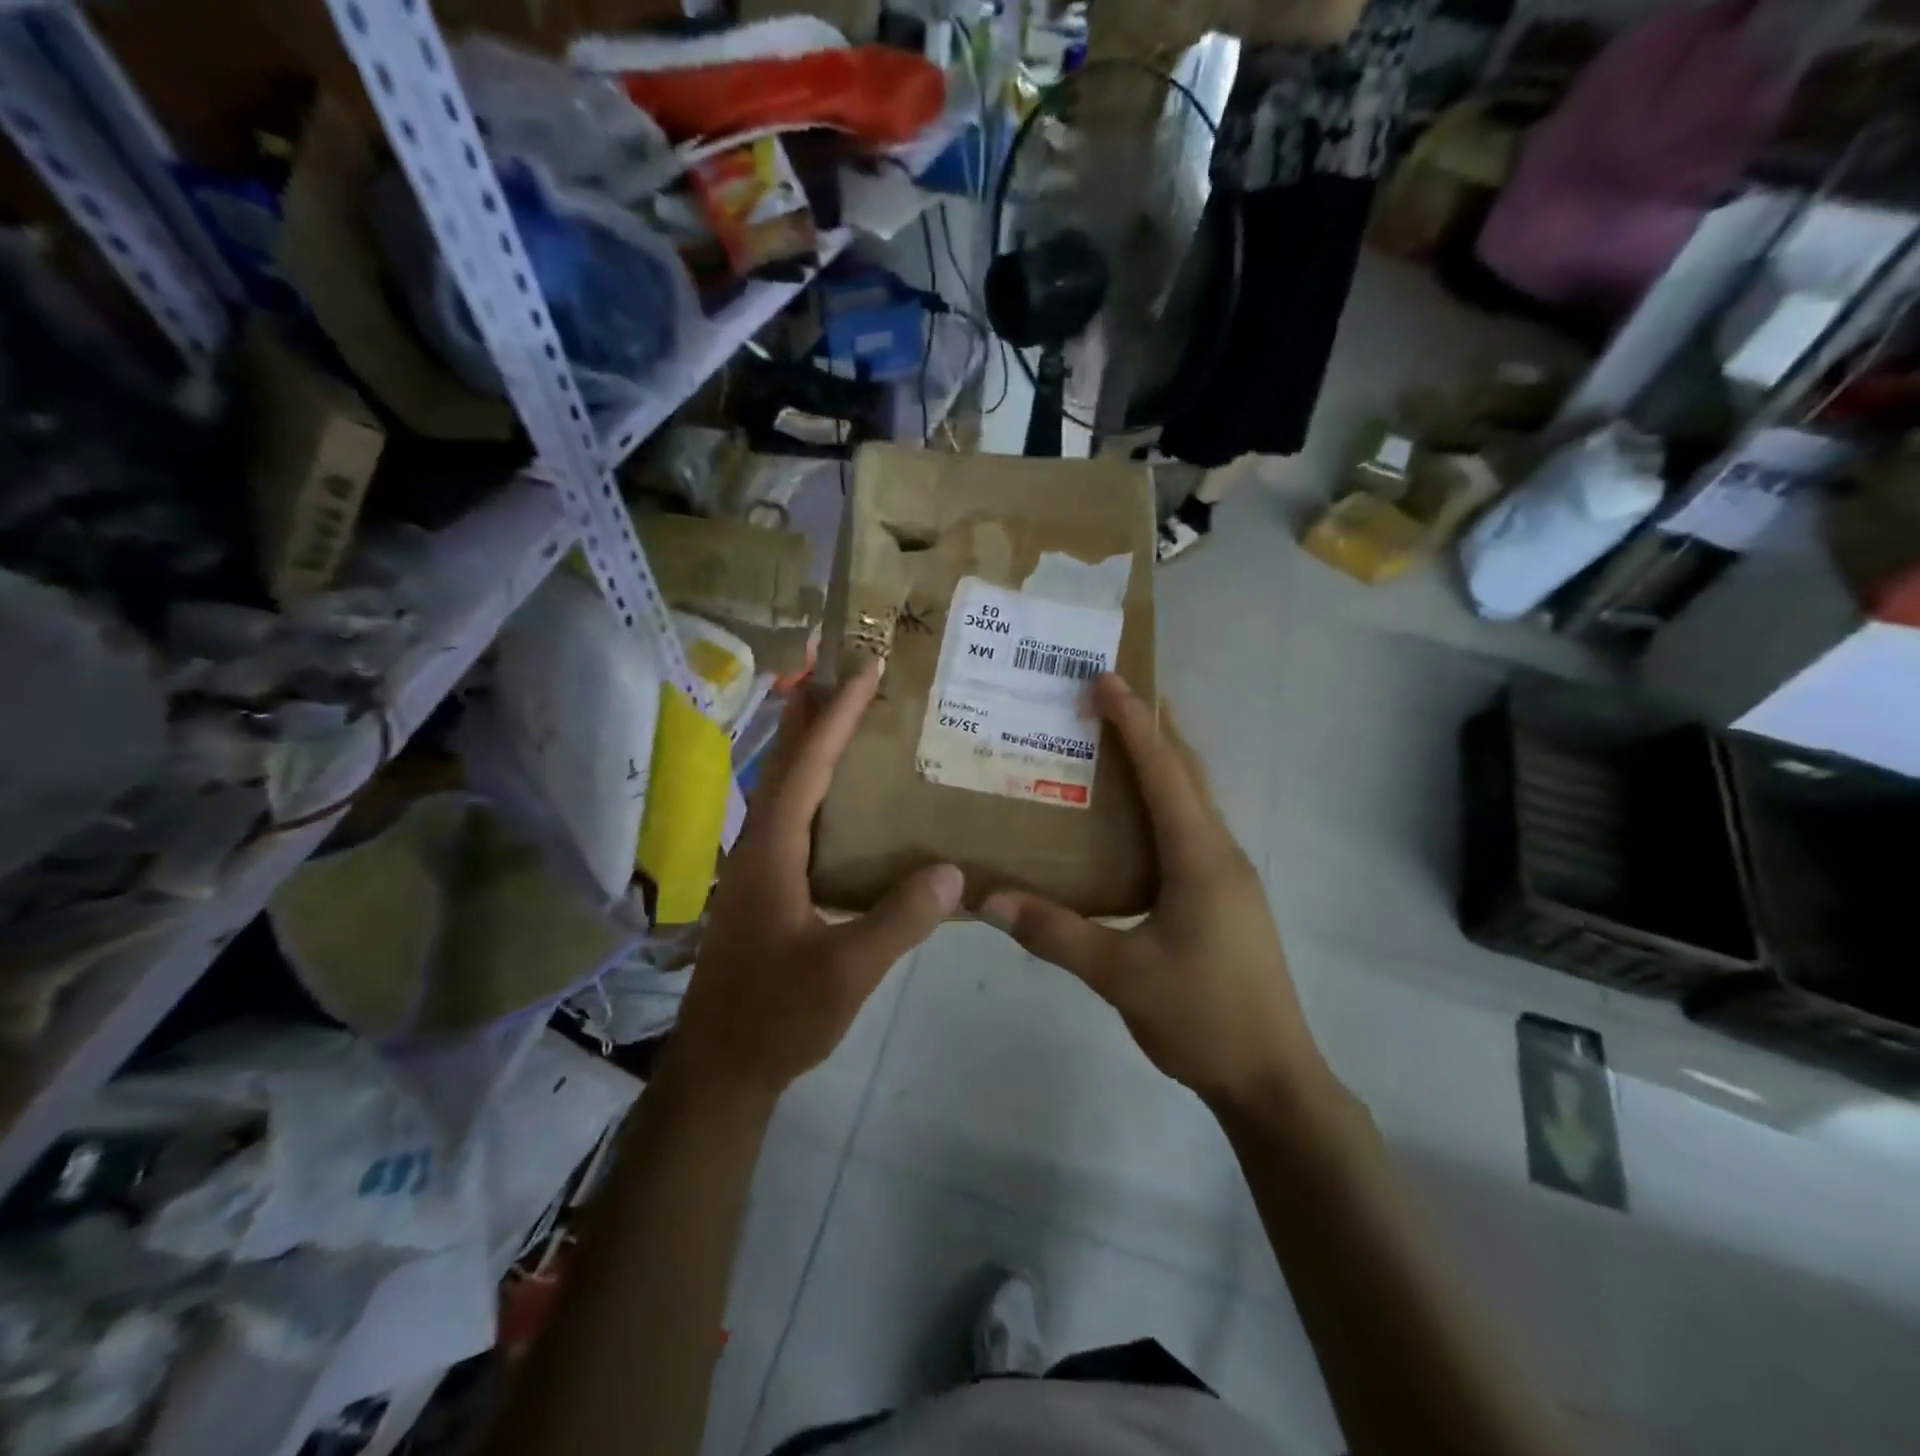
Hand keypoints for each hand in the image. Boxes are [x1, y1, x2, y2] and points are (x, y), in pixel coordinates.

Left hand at [667, 660, 963, 1101]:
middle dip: (811, 712)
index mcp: (772, 851)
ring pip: (782, 789)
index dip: (837, 716)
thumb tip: (954, 870)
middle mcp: (757, 847)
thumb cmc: (776, 1016)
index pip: (807, 767)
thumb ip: (899, 921)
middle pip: (784, 763)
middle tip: (840, 669)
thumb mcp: (846, 972)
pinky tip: (836, 798)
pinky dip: (811, 787)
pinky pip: (790, 817)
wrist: (721, 1068)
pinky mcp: (763, 889)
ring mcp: (756, 868)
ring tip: (838, 714)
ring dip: (806, 745)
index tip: (866, 670)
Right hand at [981, 675, 1329, 1113]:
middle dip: (1151, 727)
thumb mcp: (1121, 976)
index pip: (1164, 771)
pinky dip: (1162, 803)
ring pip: (1193, 800)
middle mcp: (1219, 853)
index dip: (1134, 722)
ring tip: (1113, 743)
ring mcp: (1227, 876)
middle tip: (1107, 697)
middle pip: (1187, 772)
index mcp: (1200, 857)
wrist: (1272, 1079)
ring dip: (1160, 763)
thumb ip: (1055, 933)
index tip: (1105, 679)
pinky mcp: (1223, 898)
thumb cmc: (1202, 1017)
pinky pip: (1190, 829)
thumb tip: (986, 899)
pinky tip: (1130, 822)